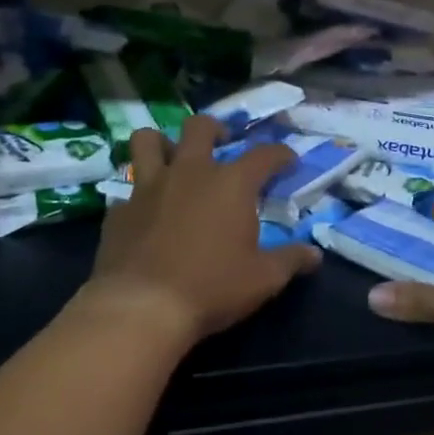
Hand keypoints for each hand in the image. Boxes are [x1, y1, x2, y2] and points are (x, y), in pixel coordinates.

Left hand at [82, 115, 320, 345]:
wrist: (142, 307)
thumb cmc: (212, 287)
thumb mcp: (264, 279)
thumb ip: (291, 260)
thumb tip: (315, 255)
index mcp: (231, 184)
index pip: (264, 154)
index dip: (280, 154)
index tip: (288, 161)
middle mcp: (190, 172)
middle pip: (200, 127)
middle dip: (215, 129)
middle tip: (222, 145)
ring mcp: (148, 187)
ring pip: (147, 140)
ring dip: (162, 143)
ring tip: (173, 159)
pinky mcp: (119, 210)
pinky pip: (128, 189)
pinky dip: (139, 195)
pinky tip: (146, 213)